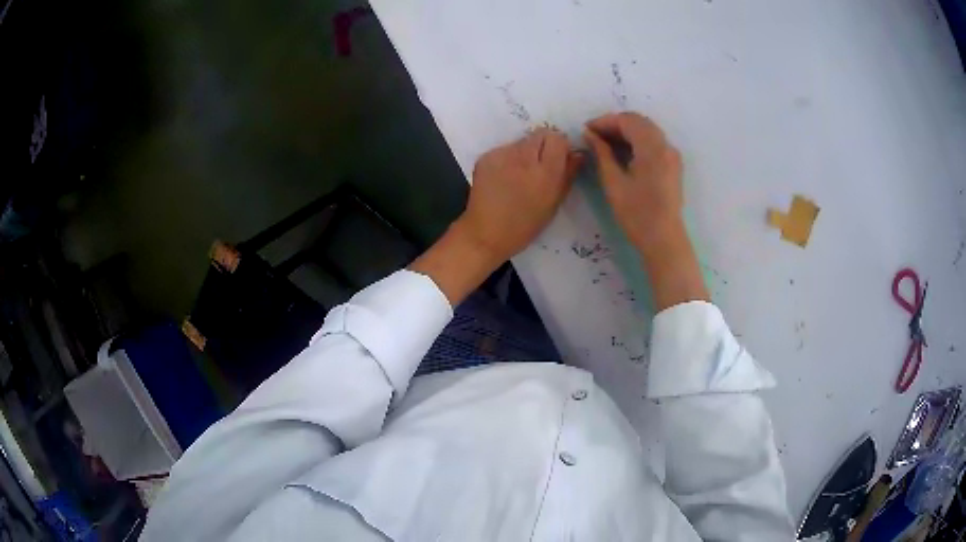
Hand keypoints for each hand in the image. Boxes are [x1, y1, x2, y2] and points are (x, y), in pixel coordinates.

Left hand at [457, 128, 581, 263]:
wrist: (485, 234)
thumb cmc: (525, 225)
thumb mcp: (553, 204)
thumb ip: (568, 175)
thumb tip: (577, 153)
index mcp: (545, 173)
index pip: (557, 139)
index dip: (560, 146)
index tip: (558, 158)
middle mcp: (524, 159)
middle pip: (540, 134)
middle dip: (543, 145)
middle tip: (539, 165)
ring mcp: (502, 155)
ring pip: (522, 141)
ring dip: (525, 152)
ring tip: (519, 174)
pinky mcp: (486, 157)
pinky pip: (504, 149)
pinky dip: (508, 158)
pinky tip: (503, 177)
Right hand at [584, 112, 707, 309]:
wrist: (663, 239)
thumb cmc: (636, 214)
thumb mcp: (613, 182)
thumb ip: (602, 153)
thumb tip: (590, 134)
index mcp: (652, 148)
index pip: (627, 121)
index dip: (605, 121)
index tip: (586, 129)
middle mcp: (665, 145)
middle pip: (639, 122)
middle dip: (616, 124)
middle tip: (594, 135)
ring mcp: (672, 155)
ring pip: (647, 130)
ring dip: (626, 131)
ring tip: (605, 143)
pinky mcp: (673, 164)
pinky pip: (654, 142)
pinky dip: (638, 140)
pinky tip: (623, 152)